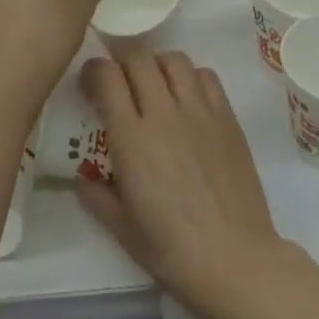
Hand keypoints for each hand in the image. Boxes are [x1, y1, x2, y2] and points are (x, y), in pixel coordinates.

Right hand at [78, 51, 289, 318]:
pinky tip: (187, 98)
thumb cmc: (172, 250)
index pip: (107, 77)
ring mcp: (199, 112)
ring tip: (153, 84)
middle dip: (121, 60)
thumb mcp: (122, 229)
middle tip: (118, 79)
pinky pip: (206, 76)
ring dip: (156, 64)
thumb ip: (97, 197)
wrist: (235, 260)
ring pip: (173, 59)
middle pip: (138, 58)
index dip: (93, 69)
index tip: (88, 82)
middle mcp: (163, 114)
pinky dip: (191, 77)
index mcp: (131, 139)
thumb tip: (82, 179)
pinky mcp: (227, 118)